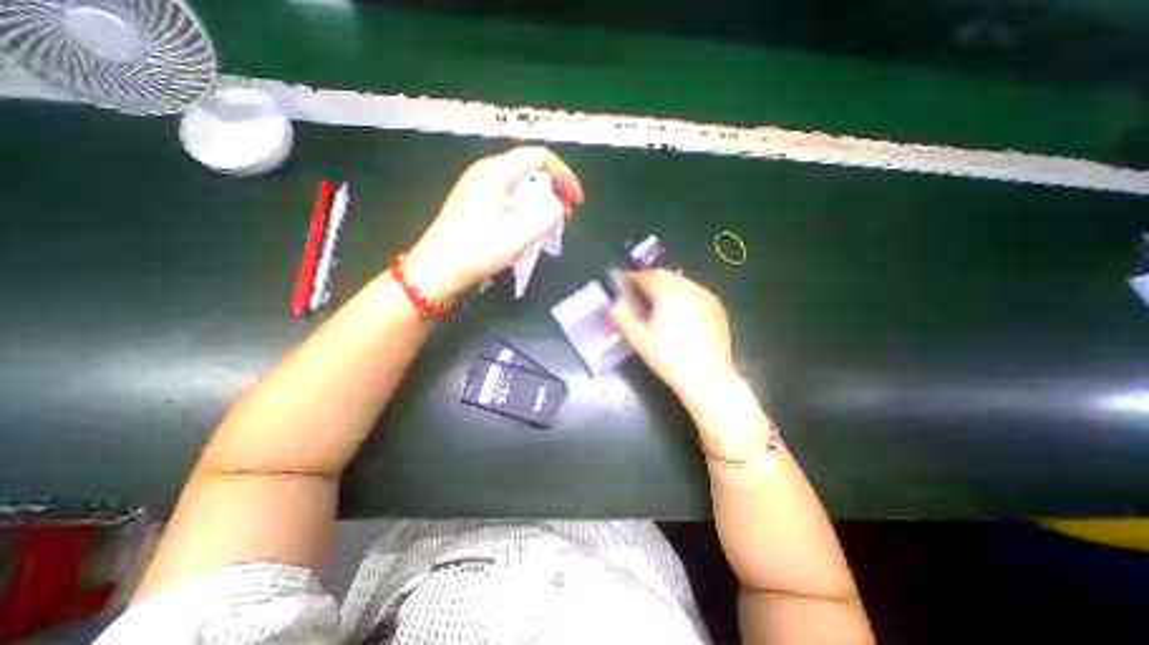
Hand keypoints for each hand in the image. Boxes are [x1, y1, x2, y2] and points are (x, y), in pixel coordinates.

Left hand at [402, 146, 583, 299]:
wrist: (437, 270)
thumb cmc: (476, 251)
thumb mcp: (518, 236)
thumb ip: (545, 218)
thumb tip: (556, 208)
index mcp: (497, 171)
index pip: (540, 157)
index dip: (565, 176)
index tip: (576, 202)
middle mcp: (487, 171)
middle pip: (531, 168)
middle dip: (555, 189)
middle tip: (567, 215)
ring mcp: (478, 186)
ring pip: (521, 183)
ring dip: (542, 200)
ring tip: (551, 223)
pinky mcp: (475, 202)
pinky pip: (509, 195)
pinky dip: (527, 207)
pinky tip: (528, 227)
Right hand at [609, 269, 735, 410]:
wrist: (707, 377)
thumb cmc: (668, 357)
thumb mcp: (638, 339)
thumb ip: (623, 317)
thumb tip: (615, 303)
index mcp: (668, 292)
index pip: (646, 276)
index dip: (631, 277)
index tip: (621, 281)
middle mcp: (689, 288)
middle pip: (664, 276)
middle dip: (648, 279)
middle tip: (636, 291)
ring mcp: (706, 296)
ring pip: (680, 282)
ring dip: (665, 286)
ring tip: (655, 300)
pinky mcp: (717, 307)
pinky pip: (694, 292)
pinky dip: (681, 295)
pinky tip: (678, 310)